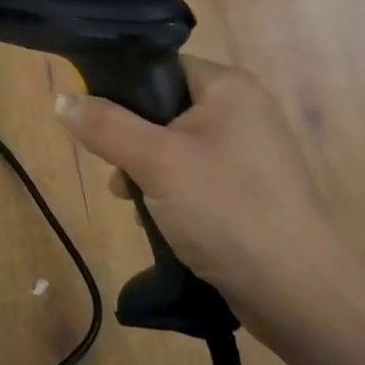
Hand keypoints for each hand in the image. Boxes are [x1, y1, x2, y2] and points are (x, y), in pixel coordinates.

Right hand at [53, 55, 357, 346]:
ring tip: (130, 199)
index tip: (92, 115)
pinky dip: (169, 194)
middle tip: (113, 166)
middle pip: (162, 108)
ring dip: (145, 170)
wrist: (302, 298)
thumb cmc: (228, 209)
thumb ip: (105, 125)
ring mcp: (246, 156)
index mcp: (227, 87)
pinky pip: (192, 178)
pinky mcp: (246, 194)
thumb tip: (61, 99)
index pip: (160, 66)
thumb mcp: (156, 161)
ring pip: (173, 147)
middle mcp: (240, 112)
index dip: (122, 86)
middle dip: (130, 138)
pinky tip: (154, 221)